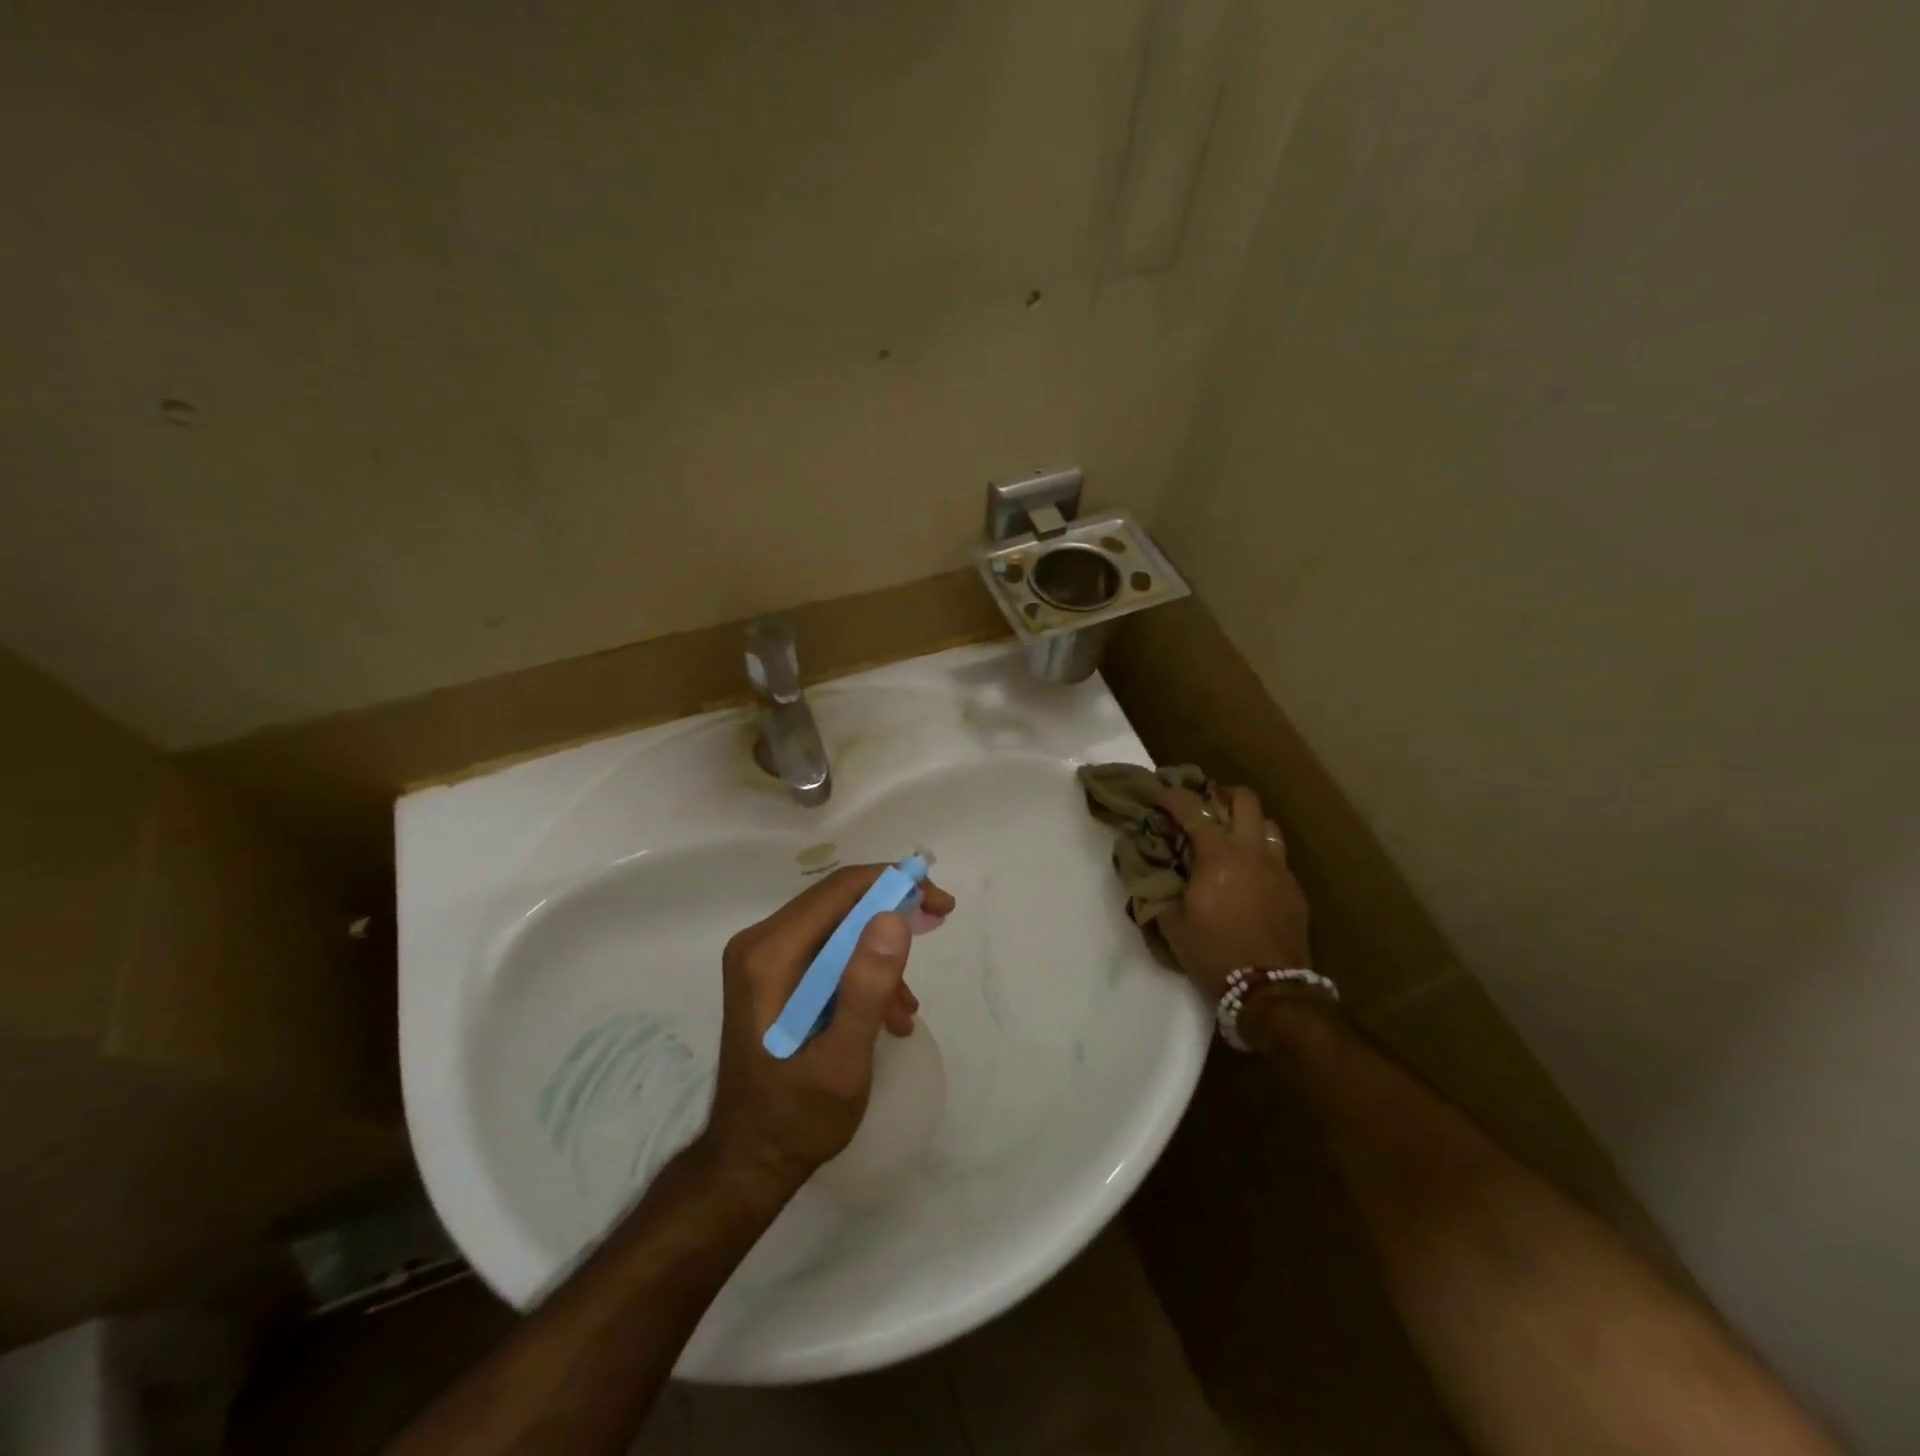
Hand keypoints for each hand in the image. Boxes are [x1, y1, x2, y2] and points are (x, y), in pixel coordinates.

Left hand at [702, 865, 955, 1196]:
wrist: (749, 1161)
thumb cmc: (796, 1117)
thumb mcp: (842, 1061)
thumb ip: (866, 989)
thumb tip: (893, 918)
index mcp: (769, 954)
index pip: (839, 890)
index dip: (894, 884)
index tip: (939, 902)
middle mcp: (760, 943)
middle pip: (838, 902)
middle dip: (893, 911)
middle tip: (939, 922)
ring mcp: (763, 959)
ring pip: (837, 926)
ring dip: (880, 953)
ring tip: (907, 1008)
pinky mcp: (772, 976)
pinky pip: (827, 953)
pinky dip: (861, 972)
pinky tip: (886, 1016)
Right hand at [1150, 783, 1312, 1003]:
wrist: (1269, 991)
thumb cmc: (1214, 954)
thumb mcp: (1172, 923)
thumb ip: (1159, 891)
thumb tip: (1149, 873)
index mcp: (1218, 856)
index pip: (1192, 808)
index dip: (1171, 796)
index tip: (1157, 794)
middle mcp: (1252, 852)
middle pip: (1245, 799)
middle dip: (1221, 793)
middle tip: (1204, 804)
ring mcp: (1279, 869)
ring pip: (1268, 824)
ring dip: (1247, 821)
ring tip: (1231, 836)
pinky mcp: (1295, 890)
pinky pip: (1279, 856)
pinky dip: (1261, 853)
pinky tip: (1250, 874)